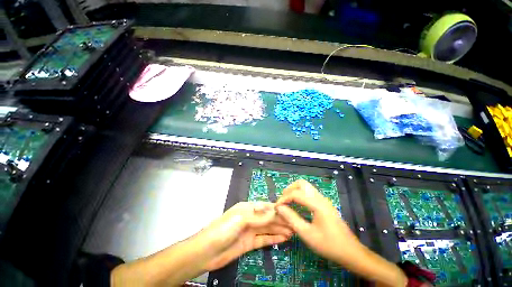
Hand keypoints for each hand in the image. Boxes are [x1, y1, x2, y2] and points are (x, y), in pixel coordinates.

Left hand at [199, 202, 292, 270]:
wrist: (207, 252)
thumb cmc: (223, 229)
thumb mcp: (241, 219)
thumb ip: (258, 217)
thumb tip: (275, 212)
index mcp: (247, 208)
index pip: (265, 207)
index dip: (277, 209)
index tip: (290, 211)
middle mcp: (250, 218)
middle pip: (268, 218)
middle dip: (281, 220)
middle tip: (295, 223)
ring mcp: (250, 231)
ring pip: (268, 228)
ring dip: (279, 229)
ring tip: (292, 231)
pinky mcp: (249, 243)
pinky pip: (264, 239)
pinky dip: (273, 238)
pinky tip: (283, 238)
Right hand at [276, 180, 407, 286]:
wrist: (351, 252)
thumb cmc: (329, 245)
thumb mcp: (307, 234)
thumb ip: (291, 219)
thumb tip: (279, 208)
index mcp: (317, 204)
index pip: (296, 194)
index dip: (284, 199)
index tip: (277, 207)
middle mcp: (320, 198)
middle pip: (302, 183)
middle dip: (290, 189)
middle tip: (283, 200)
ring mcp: (323, 200)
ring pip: (306, 187)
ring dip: (295, 191)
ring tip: (287, 201)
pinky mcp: (325, 204)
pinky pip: (309, 193)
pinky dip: (300, 195)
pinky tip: (297, 205)